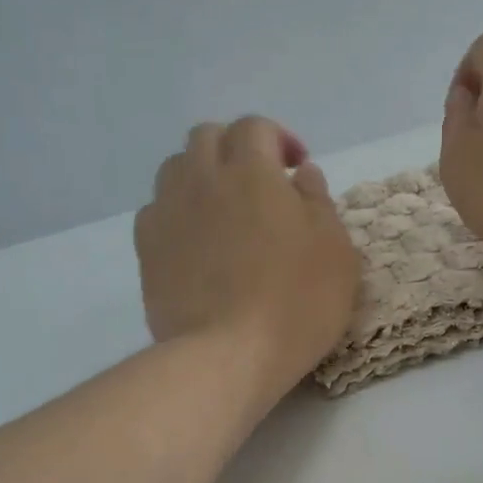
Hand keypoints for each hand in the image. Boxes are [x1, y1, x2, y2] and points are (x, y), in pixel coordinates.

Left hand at [136, 117, 358, 400]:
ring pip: (175, 168)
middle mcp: (203, 178)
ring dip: (201, 175)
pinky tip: (195, 242)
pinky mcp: (147, 249)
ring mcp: (168, 212)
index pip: (256, 127)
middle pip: (208, 137)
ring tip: (223, 209)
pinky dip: (178, 213)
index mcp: (253, 171)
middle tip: (259, 182)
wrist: (229, 354)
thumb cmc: (297, 302)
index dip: (278, 139)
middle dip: (235, 148)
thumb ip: (319, 202)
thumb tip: (301, 174)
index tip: (296, 168)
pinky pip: (157, 211)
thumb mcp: (336, 251)